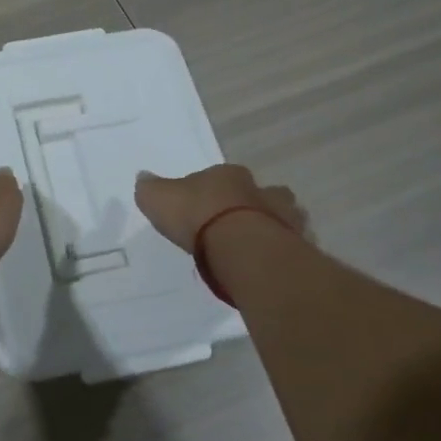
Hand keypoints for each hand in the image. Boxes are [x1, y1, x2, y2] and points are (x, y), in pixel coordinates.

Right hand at [134, 164, 305, 252]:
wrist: (242, 249)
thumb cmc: (198, 217)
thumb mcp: (159, 199)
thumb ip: (151, 189)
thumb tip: (144, 178)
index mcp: (228, 175)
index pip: (219, 177)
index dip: (210, 192)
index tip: (201, 208)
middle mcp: (260, 190)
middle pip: (257, 194)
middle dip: (248, 206)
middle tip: (233, 226)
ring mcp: (284, 217)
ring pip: (280, 216)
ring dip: (270, 226)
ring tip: (253, 248)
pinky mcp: (297, 245)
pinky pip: (289, 245)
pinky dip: (281, 252)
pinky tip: (266, 265)